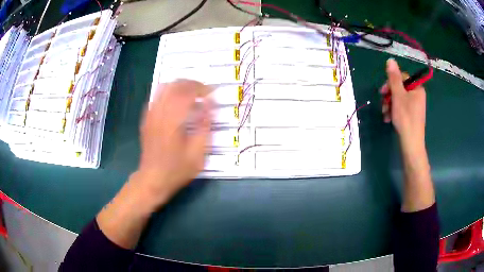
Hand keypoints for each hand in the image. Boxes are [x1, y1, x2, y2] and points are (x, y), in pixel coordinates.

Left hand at [137, 80, 211, 206]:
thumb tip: (211, 103)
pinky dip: (169, 93)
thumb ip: (205, 125)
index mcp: (173, 121)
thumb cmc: (177, 169)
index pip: (188, 92)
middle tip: (203, 91)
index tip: (212, 91)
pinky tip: (176, 102)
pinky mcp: (146, 118)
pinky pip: (157, 97)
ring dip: (180, 86)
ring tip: (191, 93)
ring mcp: (150, 115)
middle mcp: (159, 113)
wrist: (153, 179)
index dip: (202, 88)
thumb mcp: (198, 152)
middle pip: (175, 85)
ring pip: (164, 88)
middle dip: (191, 83)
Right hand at [380, 59, 425, 150]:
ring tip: (385, 114)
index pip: (401, 78)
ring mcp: (415, 106)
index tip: (382, 92)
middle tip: (383, 104)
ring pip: (398, 99)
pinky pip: (401, 108)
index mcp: (417, 88)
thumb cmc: (406, 118)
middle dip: (389, 96)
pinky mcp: (411, 115)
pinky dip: (393, 111)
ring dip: (389, 105)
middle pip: (399, 88)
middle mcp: (417, 95)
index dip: (391, 83)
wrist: (411, 144)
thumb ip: (394, 78)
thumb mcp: (398, 95)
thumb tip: (390, 60)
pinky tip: (388, 118)